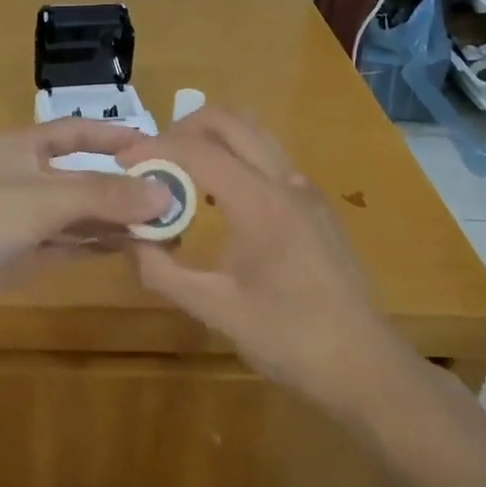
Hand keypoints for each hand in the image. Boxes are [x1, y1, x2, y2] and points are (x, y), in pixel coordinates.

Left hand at [0, 120, 172, 346]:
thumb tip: (164, 193)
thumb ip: (104, 195)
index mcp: (22, 147)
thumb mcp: (44, 199)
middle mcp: (25, 178)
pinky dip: (97, 245)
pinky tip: (131, 249)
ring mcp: (22, 220)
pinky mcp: (20, 256)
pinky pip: (68, 245)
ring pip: (79, 215)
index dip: (114, 137)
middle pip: (83, 177)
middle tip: (174, 199)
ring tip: (164, 229)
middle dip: (124, 187)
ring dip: (116, 220)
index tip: (158, 147)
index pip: (77, 132)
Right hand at [115, 107, 419, 413]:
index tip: (121, 163)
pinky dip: (235, 158)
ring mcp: (306, 190)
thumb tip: (130, 240)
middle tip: (152, 158)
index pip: (198, 150)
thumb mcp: (215, 310)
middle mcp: (285, 181)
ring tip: (179, 173)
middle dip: (182, 128)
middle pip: (230, 120)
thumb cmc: (289, 339)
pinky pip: (268, 158)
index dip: (154, 149)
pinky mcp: (315, 205)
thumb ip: (163, 272)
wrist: (364, 366)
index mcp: (260, 203)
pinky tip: (218, 201)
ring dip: (212, 139)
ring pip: (253, 133)